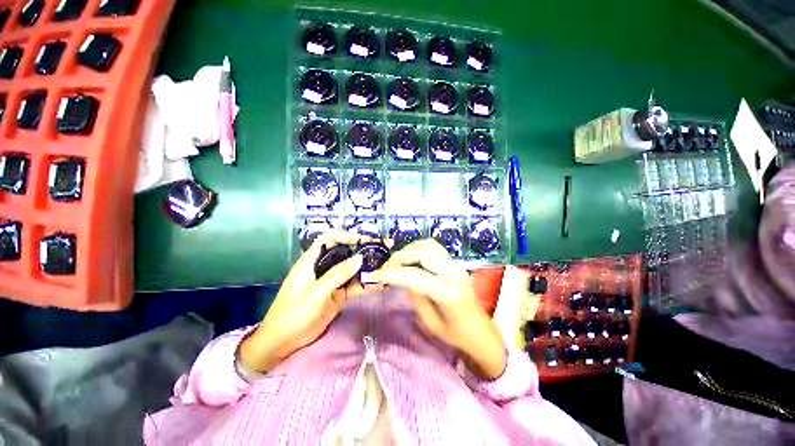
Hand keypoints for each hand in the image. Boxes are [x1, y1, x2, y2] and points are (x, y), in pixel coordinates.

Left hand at [240, 230, 371, 372]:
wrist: (283, 343)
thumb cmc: (293, 313)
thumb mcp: (315, 292)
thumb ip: (337, 275)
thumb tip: (360, 258)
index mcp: (311, 261)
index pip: (329, 239)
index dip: (345, 236)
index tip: (362, 240)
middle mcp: (323, 268)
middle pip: (343, 253)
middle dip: (360, 250)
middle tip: (379, 251)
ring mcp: (331, 282)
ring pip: (350, 270)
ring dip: (365, 268)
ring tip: (383, 266)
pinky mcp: (337, 295)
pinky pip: (353, 287)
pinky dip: (365, 285)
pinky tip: (378, 285)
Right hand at [368, 239, 506, 379]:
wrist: (482, 332)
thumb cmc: (456, 335)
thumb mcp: (430, 323)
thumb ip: (415, 297)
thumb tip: (401, 277)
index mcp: (448, 294)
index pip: (416, 276)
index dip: (393, 273)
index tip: (376, 275)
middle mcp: (454, 274)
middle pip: (423, 252)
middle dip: (400, 256)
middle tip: (387, 267)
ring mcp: (456, 265)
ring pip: (429, 245)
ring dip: (409, 250)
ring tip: (397, 262)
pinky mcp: (455, 263)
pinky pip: (434, 247)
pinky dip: (418, 248)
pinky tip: (411, 258)